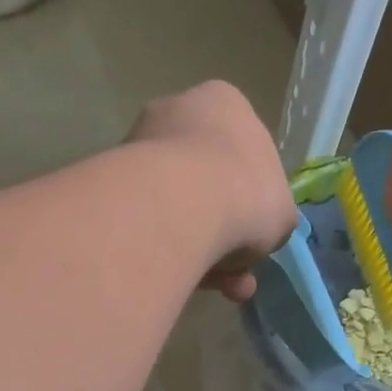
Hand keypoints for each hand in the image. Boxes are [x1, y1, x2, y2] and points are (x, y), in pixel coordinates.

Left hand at [127, 81, 296, 302]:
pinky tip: (188, 282)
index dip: (254, 200)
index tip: (257, 235)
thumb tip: (256, 234)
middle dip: (226, 234)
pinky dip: (169, 252)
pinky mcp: (110, 184)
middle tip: (238, 274)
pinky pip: (150, 223)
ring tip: (219, 287)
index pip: (243, 151)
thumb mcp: (281, 211)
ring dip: (202, 252)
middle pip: (207, 183)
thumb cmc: (245, 193)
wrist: (180, 205)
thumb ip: (272, 218)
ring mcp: (137, 147)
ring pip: (177, 209)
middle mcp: (175, 112)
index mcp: (222, 103)